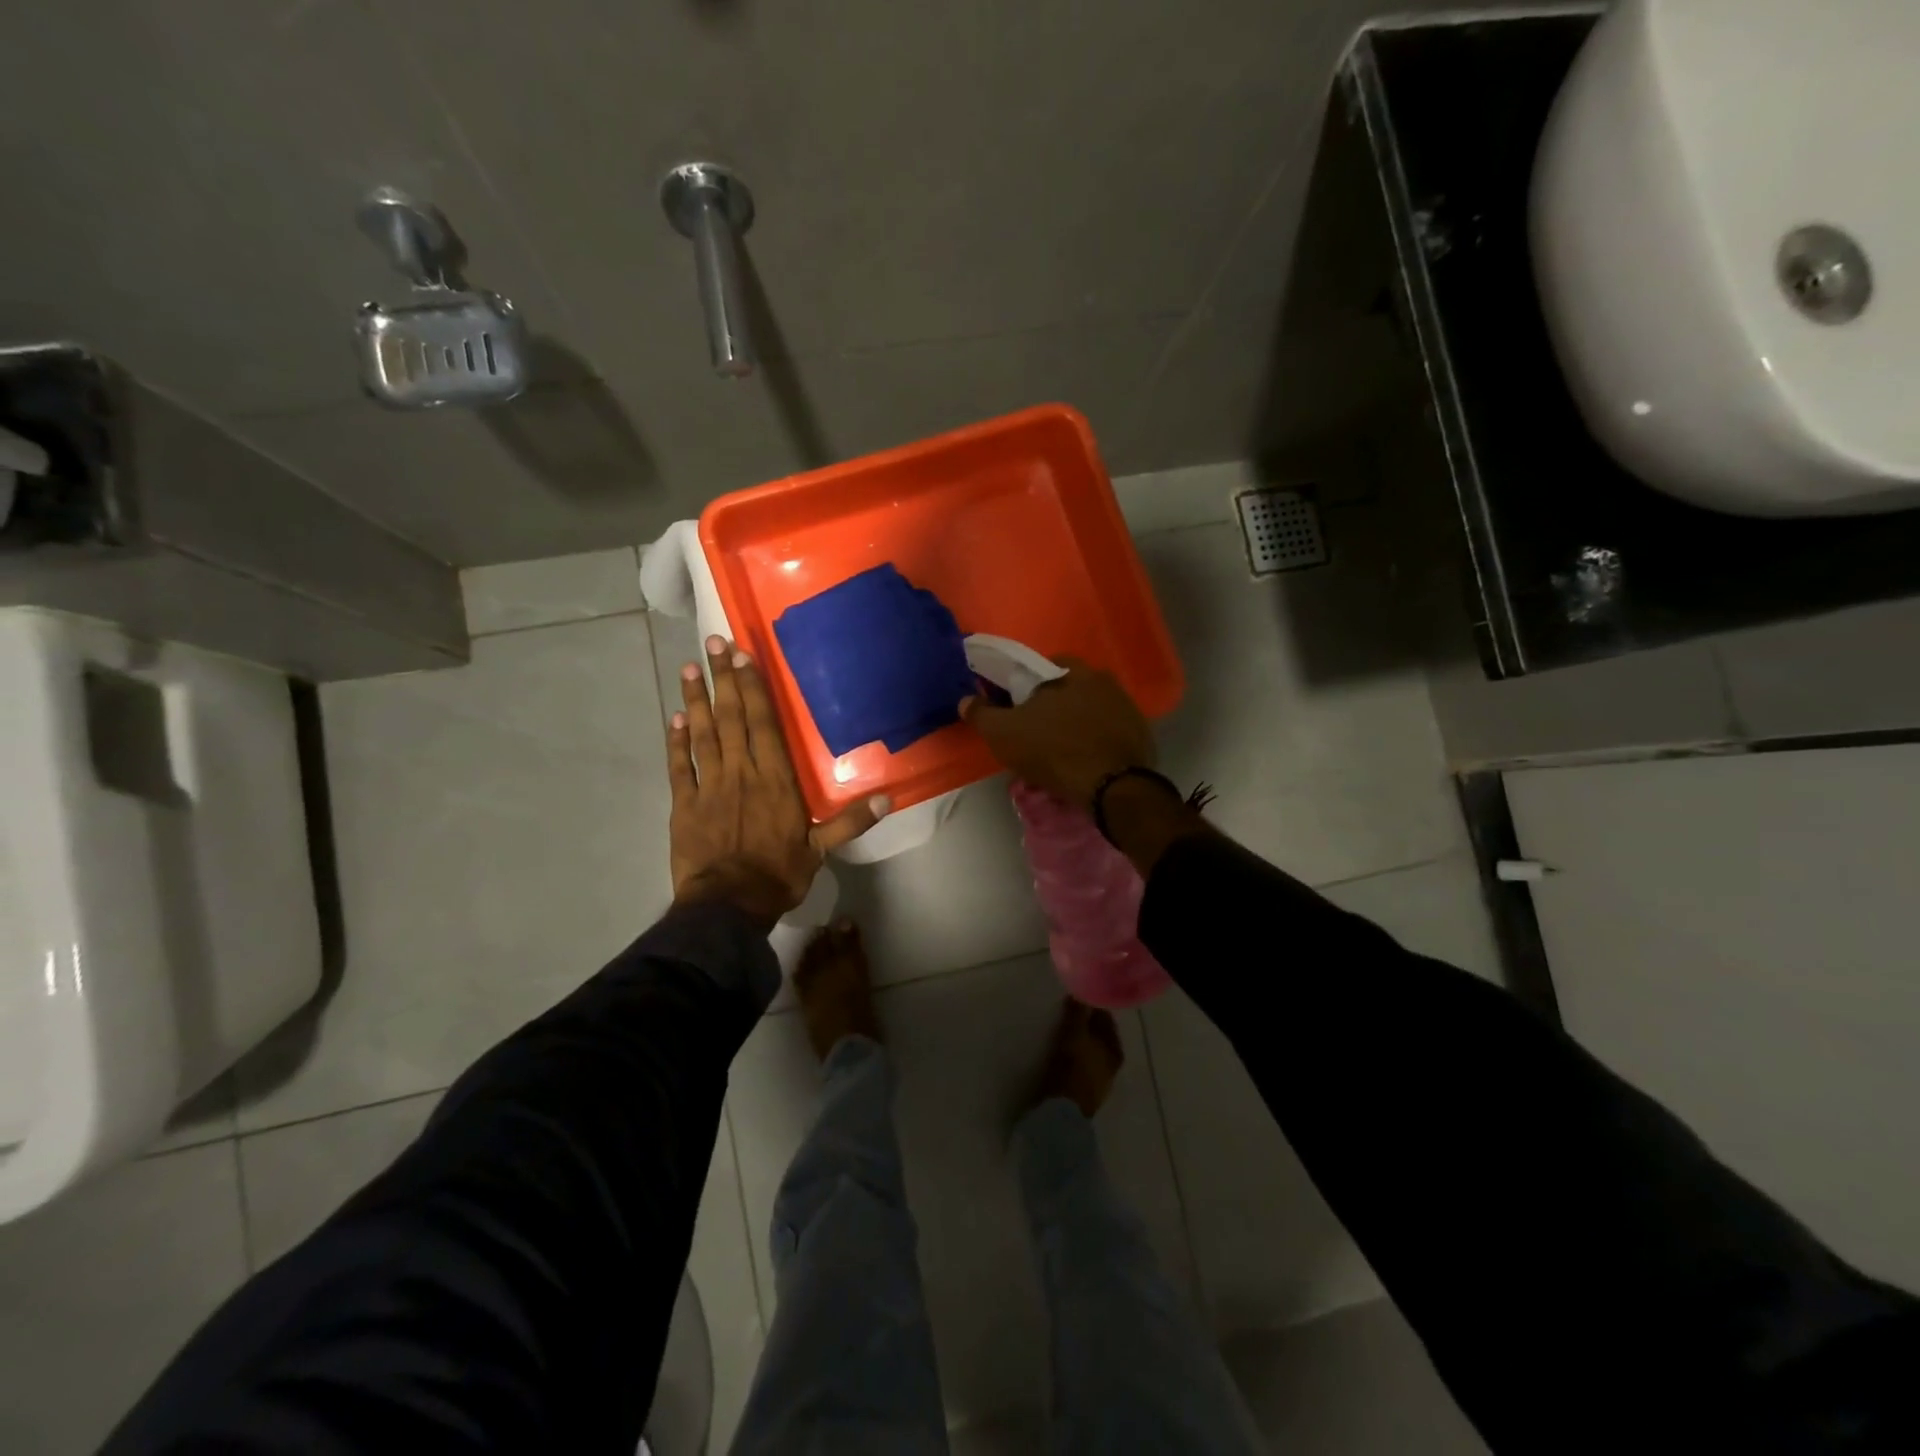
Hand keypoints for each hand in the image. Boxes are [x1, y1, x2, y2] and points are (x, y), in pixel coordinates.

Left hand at [669, 635, 887, 928]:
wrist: (727, 906)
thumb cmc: (778, 874)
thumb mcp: (821, 849)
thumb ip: (851, 820)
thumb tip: (890, 797)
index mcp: (774, 779)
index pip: (763, 723)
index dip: (752, 688)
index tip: (743, 656)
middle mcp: (740, 772)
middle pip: (731, 718)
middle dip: (723, 679)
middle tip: (714, 642)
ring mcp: (708, 786)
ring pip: (703, 734)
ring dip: (695, 700)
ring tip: (690, 667)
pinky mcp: (684, 804)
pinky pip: (678, 766)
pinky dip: (675, 741)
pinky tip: (673, 718)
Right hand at [958, 657, 1156, 811]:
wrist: (1112, 787)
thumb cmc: (1053, 751)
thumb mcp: (1004, 734)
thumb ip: (982, 714)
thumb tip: (966, 700)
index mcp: (1071, 671)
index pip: (1043, 666)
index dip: (1026, 686)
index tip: (1016, 708)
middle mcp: (1104, 680)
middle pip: (1069, 688)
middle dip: (1053, 705)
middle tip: (1037, 731)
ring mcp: (1127, 707)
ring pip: (1091, 710)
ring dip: (1076, 724)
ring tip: (1060, 751)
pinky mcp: (1141, 734)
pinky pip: (1109, 732)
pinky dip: (1096, 742)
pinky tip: (1085, 762)